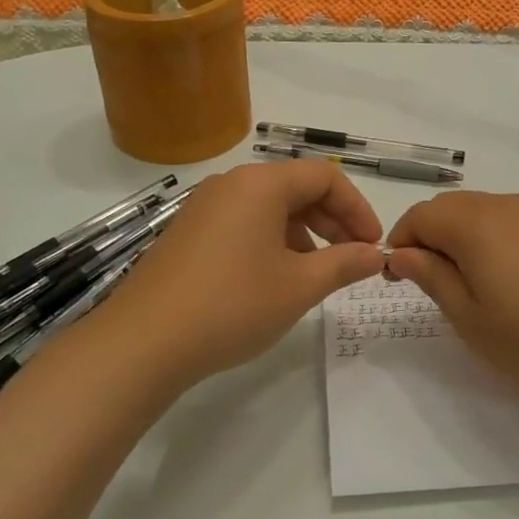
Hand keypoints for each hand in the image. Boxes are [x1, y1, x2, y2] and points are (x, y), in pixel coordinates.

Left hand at [96, 160, 384, 389]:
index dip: (357, 208)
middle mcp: (231, 184)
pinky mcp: (188, 233)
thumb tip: (374, 254)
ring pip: (269, 208)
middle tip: (353, 259)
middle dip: (332, 221)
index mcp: (261, 184)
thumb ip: (344, 264)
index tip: (372, 245)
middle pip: (296, 188)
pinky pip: (242, 223)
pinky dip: (270, 241)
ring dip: (303, 233)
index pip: (325, 177)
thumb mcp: (299, 286)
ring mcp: (204, 207)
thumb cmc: (232, 304)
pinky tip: (274, 279)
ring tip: (316, 274)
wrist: (143, 341)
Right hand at [385, 192, 518, 405]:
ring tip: (473, 287)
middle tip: (433, 286)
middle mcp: (505, 206)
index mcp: (475, 224)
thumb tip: (403, 253)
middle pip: (450, 208)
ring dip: (462, 239)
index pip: (420, 216)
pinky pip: (513, 222)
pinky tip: (513, 281)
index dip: (401, 243)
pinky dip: (494, 240)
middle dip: (430, 238)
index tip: (400, 280)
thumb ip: (432, 279)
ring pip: (482, 213)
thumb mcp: (473, 320)